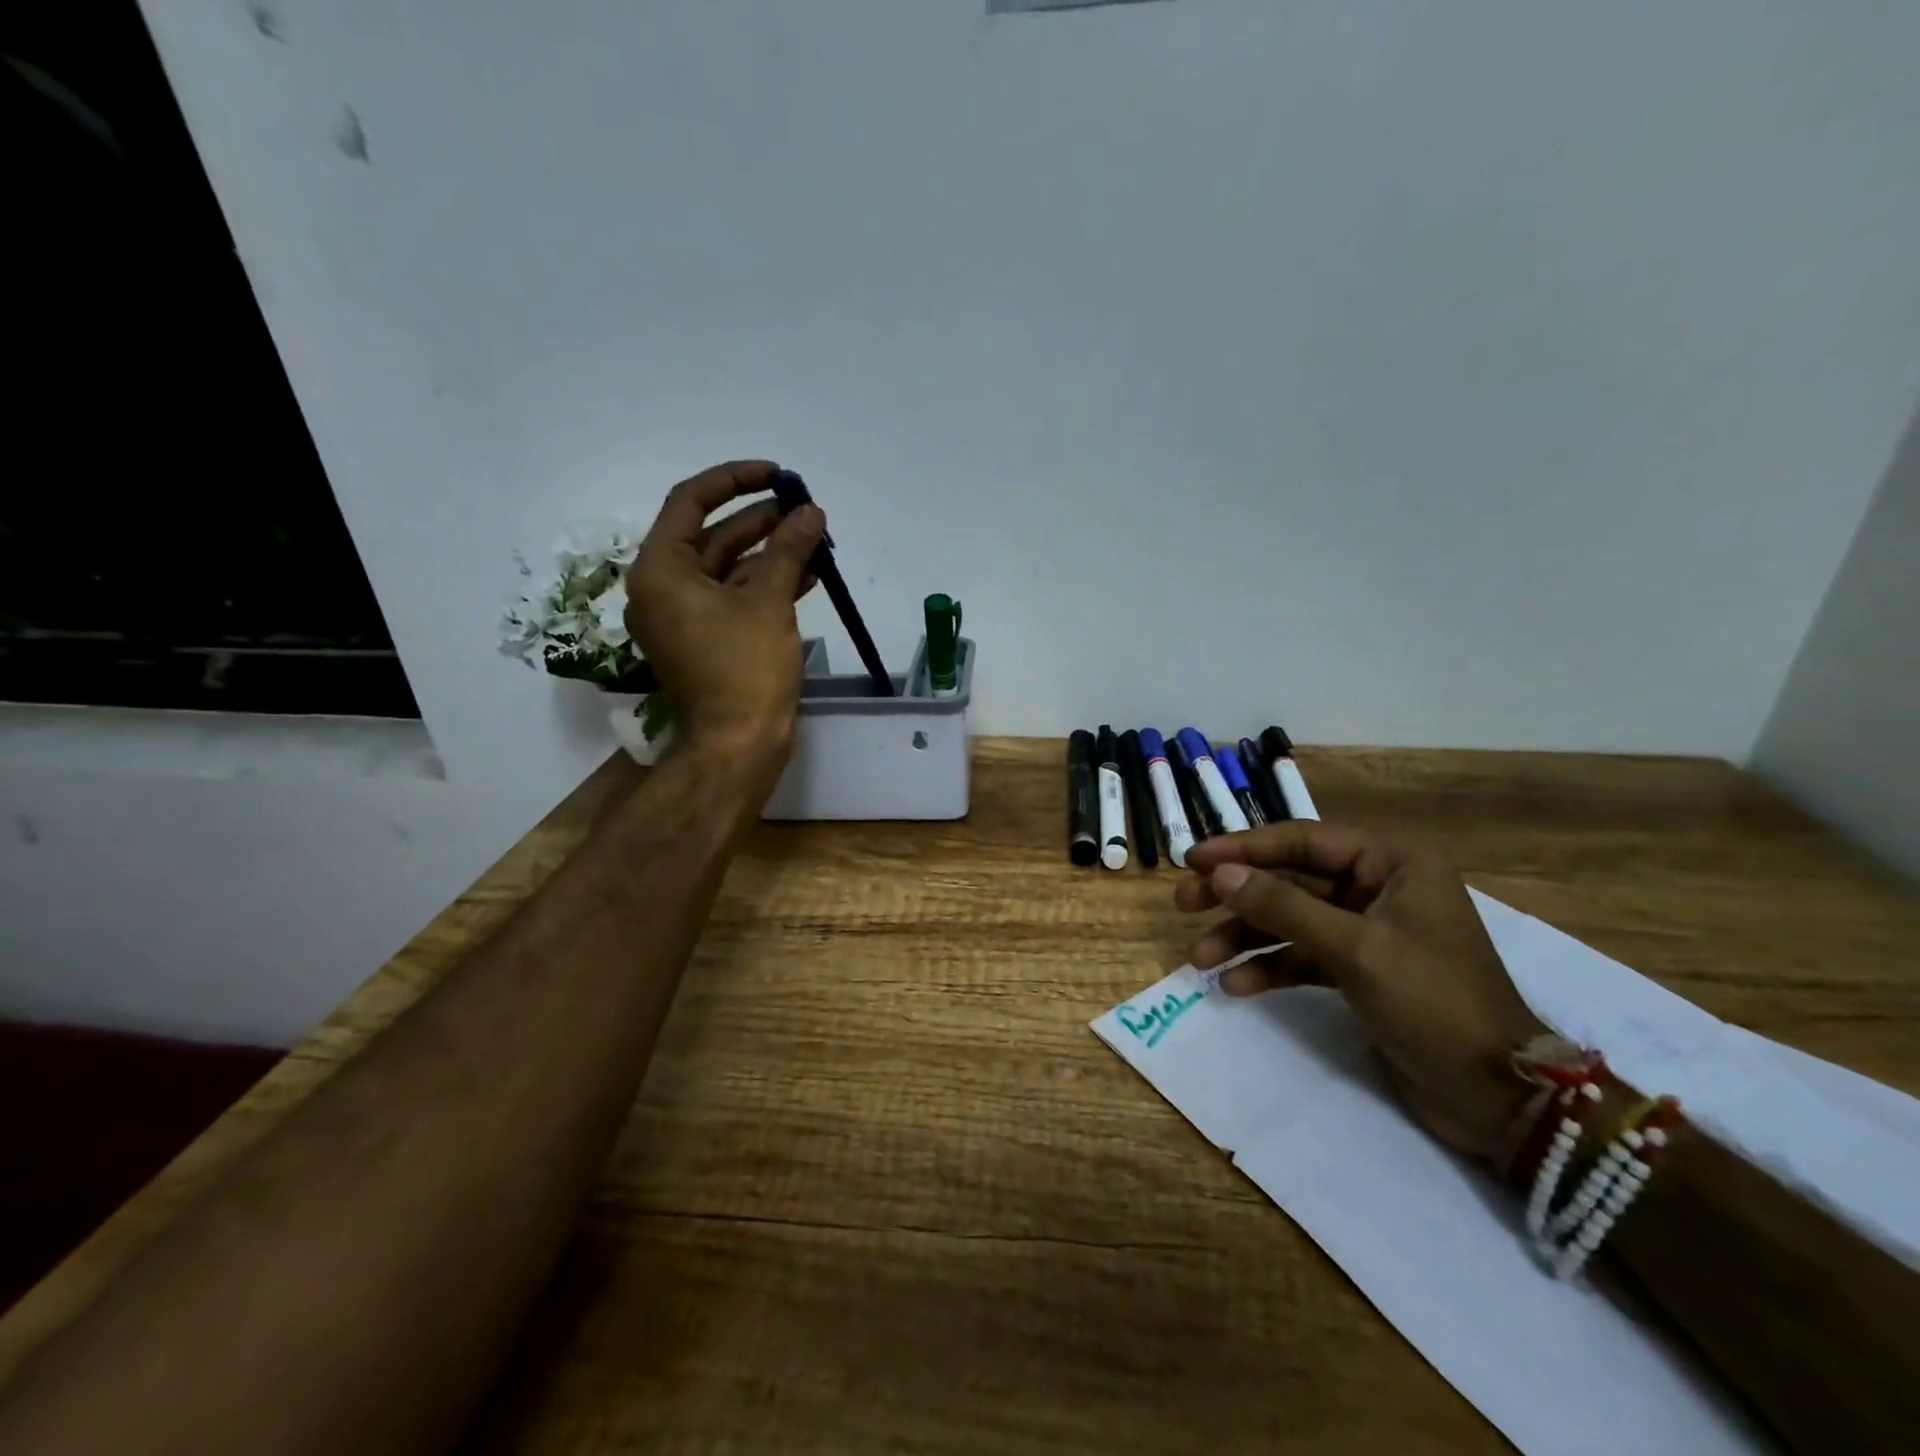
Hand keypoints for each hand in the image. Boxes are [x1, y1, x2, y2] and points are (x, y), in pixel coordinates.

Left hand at [624, 460, 823, 773]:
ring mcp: (685, 618)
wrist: (737, 746)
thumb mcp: (769, 603)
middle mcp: (664, 589)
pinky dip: (767, 585)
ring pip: (728, 568)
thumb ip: (788, 550)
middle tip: (804, 509)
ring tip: (814, 538)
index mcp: (660, 571)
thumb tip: (811, 512)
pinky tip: (808, 574)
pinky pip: (735, 598)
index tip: (777, 474)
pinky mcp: (707, 640)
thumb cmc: (745, 670)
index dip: (734, 480)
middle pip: (712, 536)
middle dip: (761, 520)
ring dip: (770, 552)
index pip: (690, 502)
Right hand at [1177, 823, 1546, 1163]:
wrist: (1496, 1098)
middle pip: (1288, 878)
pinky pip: (1301, 955)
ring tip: (1198, 958)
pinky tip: (1235, 986)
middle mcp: (1377, 885)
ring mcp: (1366, 928)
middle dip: (1236, 894)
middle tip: (1183, 903)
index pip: (1300, 841)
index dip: (1241, 848)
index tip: (1191, 860)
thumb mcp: (1355, 949)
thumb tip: (1218, 874)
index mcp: (1391, 861)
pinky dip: (1269, 968)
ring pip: (1288, 918)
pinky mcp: (1358, 968)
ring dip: (1244, 937)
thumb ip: (1283, 906)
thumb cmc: (1434, 1003)